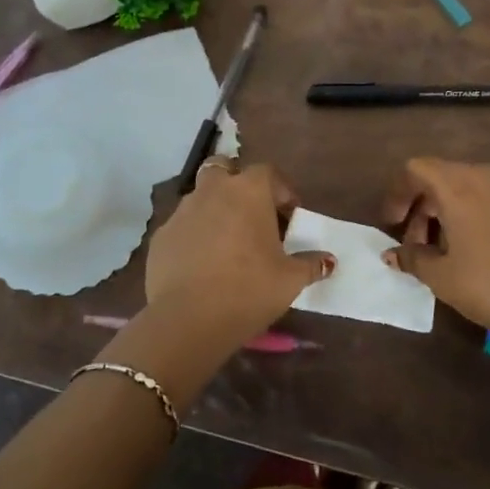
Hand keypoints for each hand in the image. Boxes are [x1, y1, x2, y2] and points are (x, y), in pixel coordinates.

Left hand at [145, 159, 333, 355]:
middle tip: (252, 215)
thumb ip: (311, 265)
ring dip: (215, 209)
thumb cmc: (248, 290)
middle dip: (238, 184)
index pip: (268, 172)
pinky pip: (182, 226)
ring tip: (227, 242)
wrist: (187, 319)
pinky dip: (194, 235)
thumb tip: (328, 261)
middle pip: (224, 169)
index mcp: (248, 192)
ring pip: (200, 196)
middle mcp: (212, 191)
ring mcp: (181, 211)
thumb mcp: (290, 280)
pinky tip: (202, 263)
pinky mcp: (160, 236)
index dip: (281, 190)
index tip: (290, 215)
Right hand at [383, 157, 489, 351]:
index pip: (416, 168)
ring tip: (454, 249)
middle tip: (420, 245)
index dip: (398, 193)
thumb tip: (393, 253)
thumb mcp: (444, 278)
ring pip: (475, 188)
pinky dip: (485, 215)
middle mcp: (489, 175)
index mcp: (459, 186)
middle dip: (425, 208)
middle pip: (445, 177)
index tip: (394, 224)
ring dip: (455, 211)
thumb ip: (413, 258)